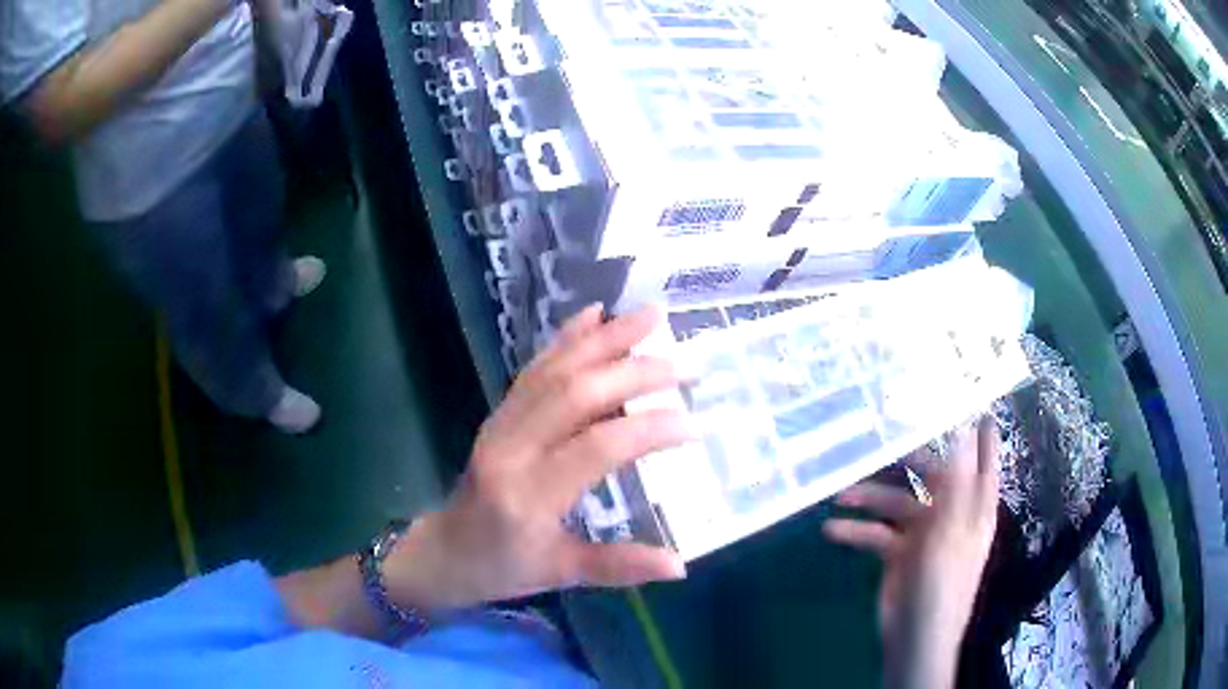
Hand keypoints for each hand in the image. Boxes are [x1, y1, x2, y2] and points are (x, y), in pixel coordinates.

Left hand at [385, 305, 691, 613]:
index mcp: (528, 496)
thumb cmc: (502, 568)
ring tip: (651, 316)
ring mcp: (500, 423)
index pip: (595, 448)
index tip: (691, 424)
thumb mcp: (560, 573)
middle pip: (576, 394)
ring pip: (555, 370)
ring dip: (605, 340)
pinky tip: (595, 315)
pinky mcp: (498, 412)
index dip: (647, 430)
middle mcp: (511, 448)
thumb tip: (681, 566)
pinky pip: (534, 368)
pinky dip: (566, 338)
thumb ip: (619, 566)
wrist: (442, 550)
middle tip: (685, 364)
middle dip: (635, 373)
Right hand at [824, 418, 999, 688]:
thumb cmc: (942, 583)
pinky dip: (856, 531)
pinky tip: (832, 530)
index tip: (973, 401)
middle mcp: (951, 514)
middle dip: (907, 459)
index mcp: (974, 507)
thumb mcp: (952, 529)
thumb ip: (958, 479)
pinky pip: (878, 533)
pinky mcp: (899, 554)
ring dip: (870, 499)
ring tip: (840, 494)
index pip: (984, 461)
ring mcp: (924, 535)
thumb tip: (967, 426)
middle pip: (933, 474)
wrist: (914, 638)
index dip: (982, 434)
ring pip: (897, 504)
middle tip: (880, 438)